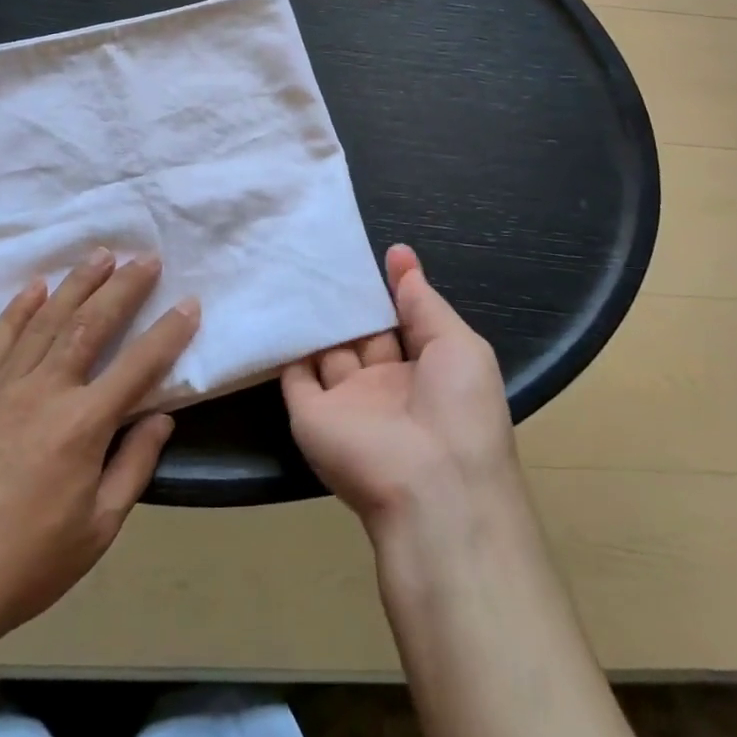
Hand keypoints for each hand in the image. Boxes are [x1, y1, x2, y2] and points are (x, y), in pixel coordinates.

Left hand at [0, 250, 196, 656]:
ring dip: (77, 284)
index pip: (138, 365)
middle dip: (123, 287)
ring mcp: (2, 389)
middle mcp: (45, 392)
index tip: (189, 304)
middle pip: (91, 324)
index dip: (169, 332)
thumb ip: (134, 465)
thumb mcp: (98, 528)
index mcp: (82, 425)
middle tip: (146, 258)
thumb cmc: (26, 564)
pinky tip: (34, 287)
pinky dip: (18, 310)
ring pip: (46, 321)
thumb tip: (160, 417)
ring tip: (101, 255)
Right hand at [282, 244, 522, 542]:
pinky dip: (285, 344)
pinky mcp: (310, 415)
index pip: (402, 322)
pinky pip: (293, 373)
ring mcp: (345, 401)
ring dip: (317, 317)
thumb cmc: (459, 408)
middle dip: (349, 299)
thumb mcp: (459, 344)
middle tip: (325, 252)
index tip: (373, 251)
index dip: (390, 289)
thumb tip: (401, 255)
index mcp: (425, 371)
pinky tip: (277, 304)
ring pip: (327, 349)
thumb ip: (424, 302)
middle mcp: (383, 385)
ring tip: (297, 265)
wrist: (431, 485)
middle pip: (362, 334)